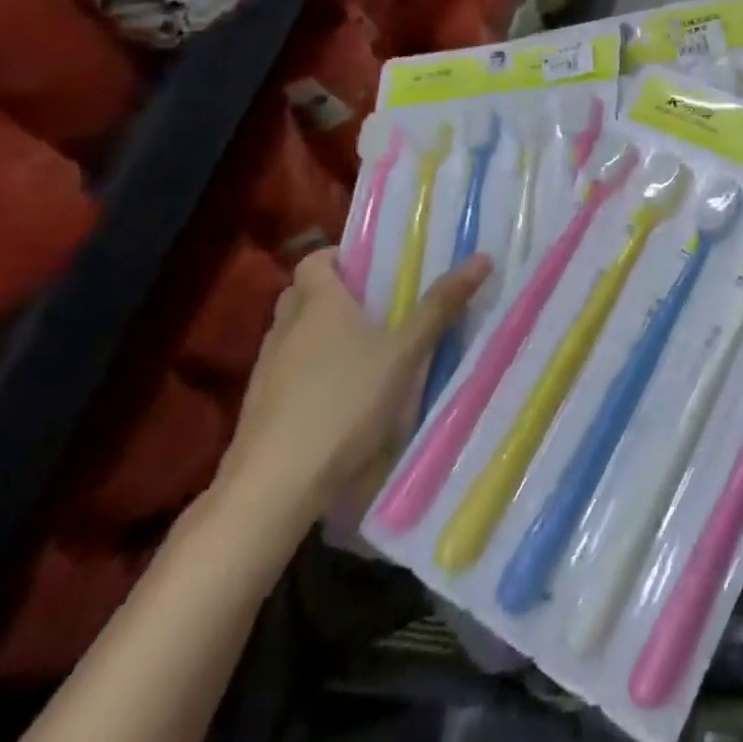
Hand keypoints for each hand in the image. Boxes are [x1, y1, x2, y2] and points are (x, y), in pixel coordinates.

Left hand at [217, 249, 492, 524]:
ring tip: (364, 349)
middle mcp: (286, 328)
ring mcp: (266, 370)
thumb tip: (482, 257)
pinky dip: (309, 370)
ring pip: (293, 334)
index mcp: (319, 304)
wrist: (275, 485)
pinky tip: (339, 395)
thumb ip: (440, 307)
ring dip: (320, 333)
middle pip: (302, 295)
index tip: (372, 264)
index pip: (315, 260)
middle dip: (333, 293)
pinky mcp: (260, 407)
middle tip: (376, 303)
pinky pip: (286, 371)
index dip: (339, 256)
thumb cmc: (345, 403)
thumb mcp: (406, 354)